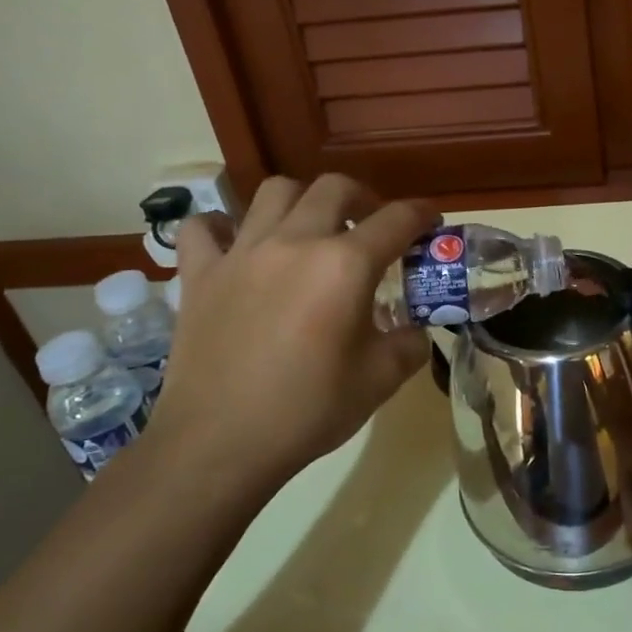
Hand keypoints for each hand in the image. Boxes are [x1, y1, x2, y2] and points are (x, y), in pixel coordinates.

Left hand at [147, 174, 435, 506]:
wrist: (221, 444)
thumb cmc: (308, 411)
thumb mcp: (381, 380)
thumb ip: (409, 344)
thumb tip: (415, 331)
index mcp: (345, 265)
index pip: (396, 220)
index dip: (422, 213)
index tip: (432, 219)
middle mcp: (295, 242)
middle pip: (334, 187)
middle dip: (363, 197)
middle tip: (370, 224)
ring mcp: (241, 253)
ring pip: (274, 191)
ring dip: (302, 200)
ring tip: (310, 228)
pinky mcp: (199, 274)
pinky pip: (203, 228)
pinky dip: (222, 227)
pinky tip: (237, 244)